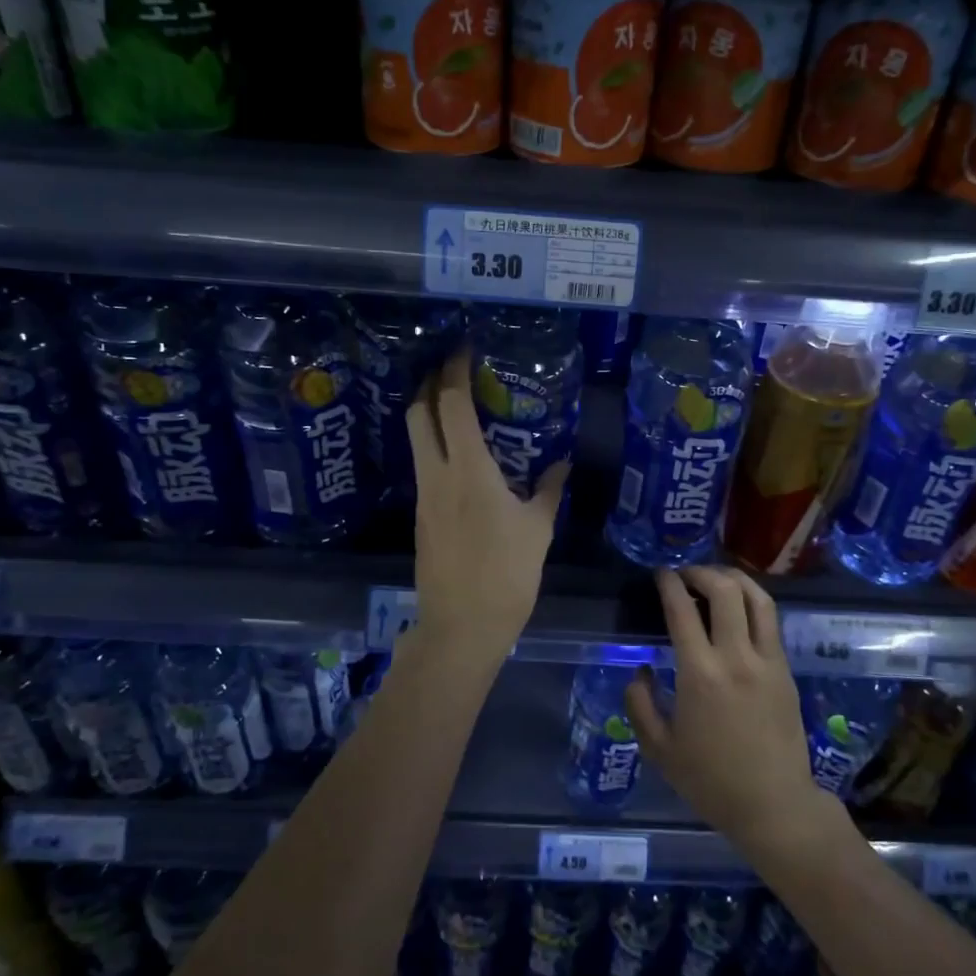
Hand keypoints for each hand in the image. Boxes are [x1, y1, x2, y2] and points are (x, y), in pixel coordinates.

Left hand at [404, 347, 567, 669]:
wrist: (462, 627)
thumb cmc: (506, 575)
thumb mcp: (538, 530)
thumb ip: (549, 491)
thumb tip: (561, 465)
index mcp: (469, 471)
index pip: (450, 405)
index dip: (453, 371)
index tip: (464, 349)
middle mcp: (437, 475)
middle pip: (417, 413)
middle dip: (429, 383)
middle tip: (452, 369)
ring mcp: (424, 496)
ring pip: (415, 439)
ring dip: (428, 413)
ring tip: (456, 404)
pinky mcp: (421, 515)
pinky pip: (423, 465)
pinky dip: (434, 444)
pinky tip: (460, 453)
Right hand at [625, 567, 844, 858]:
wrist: (774, 805)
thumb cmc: (711, 781)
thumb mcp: (659, 750)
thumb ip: (640, 704)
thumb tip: (640, 670)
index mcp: (700, 673)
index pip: (683, 610)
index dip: (669, 583)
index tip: (660, 574)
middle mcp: (736, 656)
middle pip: (725, 590)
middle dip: (701, 572)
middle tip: (685, 574)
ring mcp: (767, 660)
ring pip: (757, 598)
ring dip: (733, 579)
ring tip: (715, 580)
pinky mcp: (785, 670)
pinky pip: (770, 621)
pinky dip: (752, 602)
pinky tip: (738, 609)